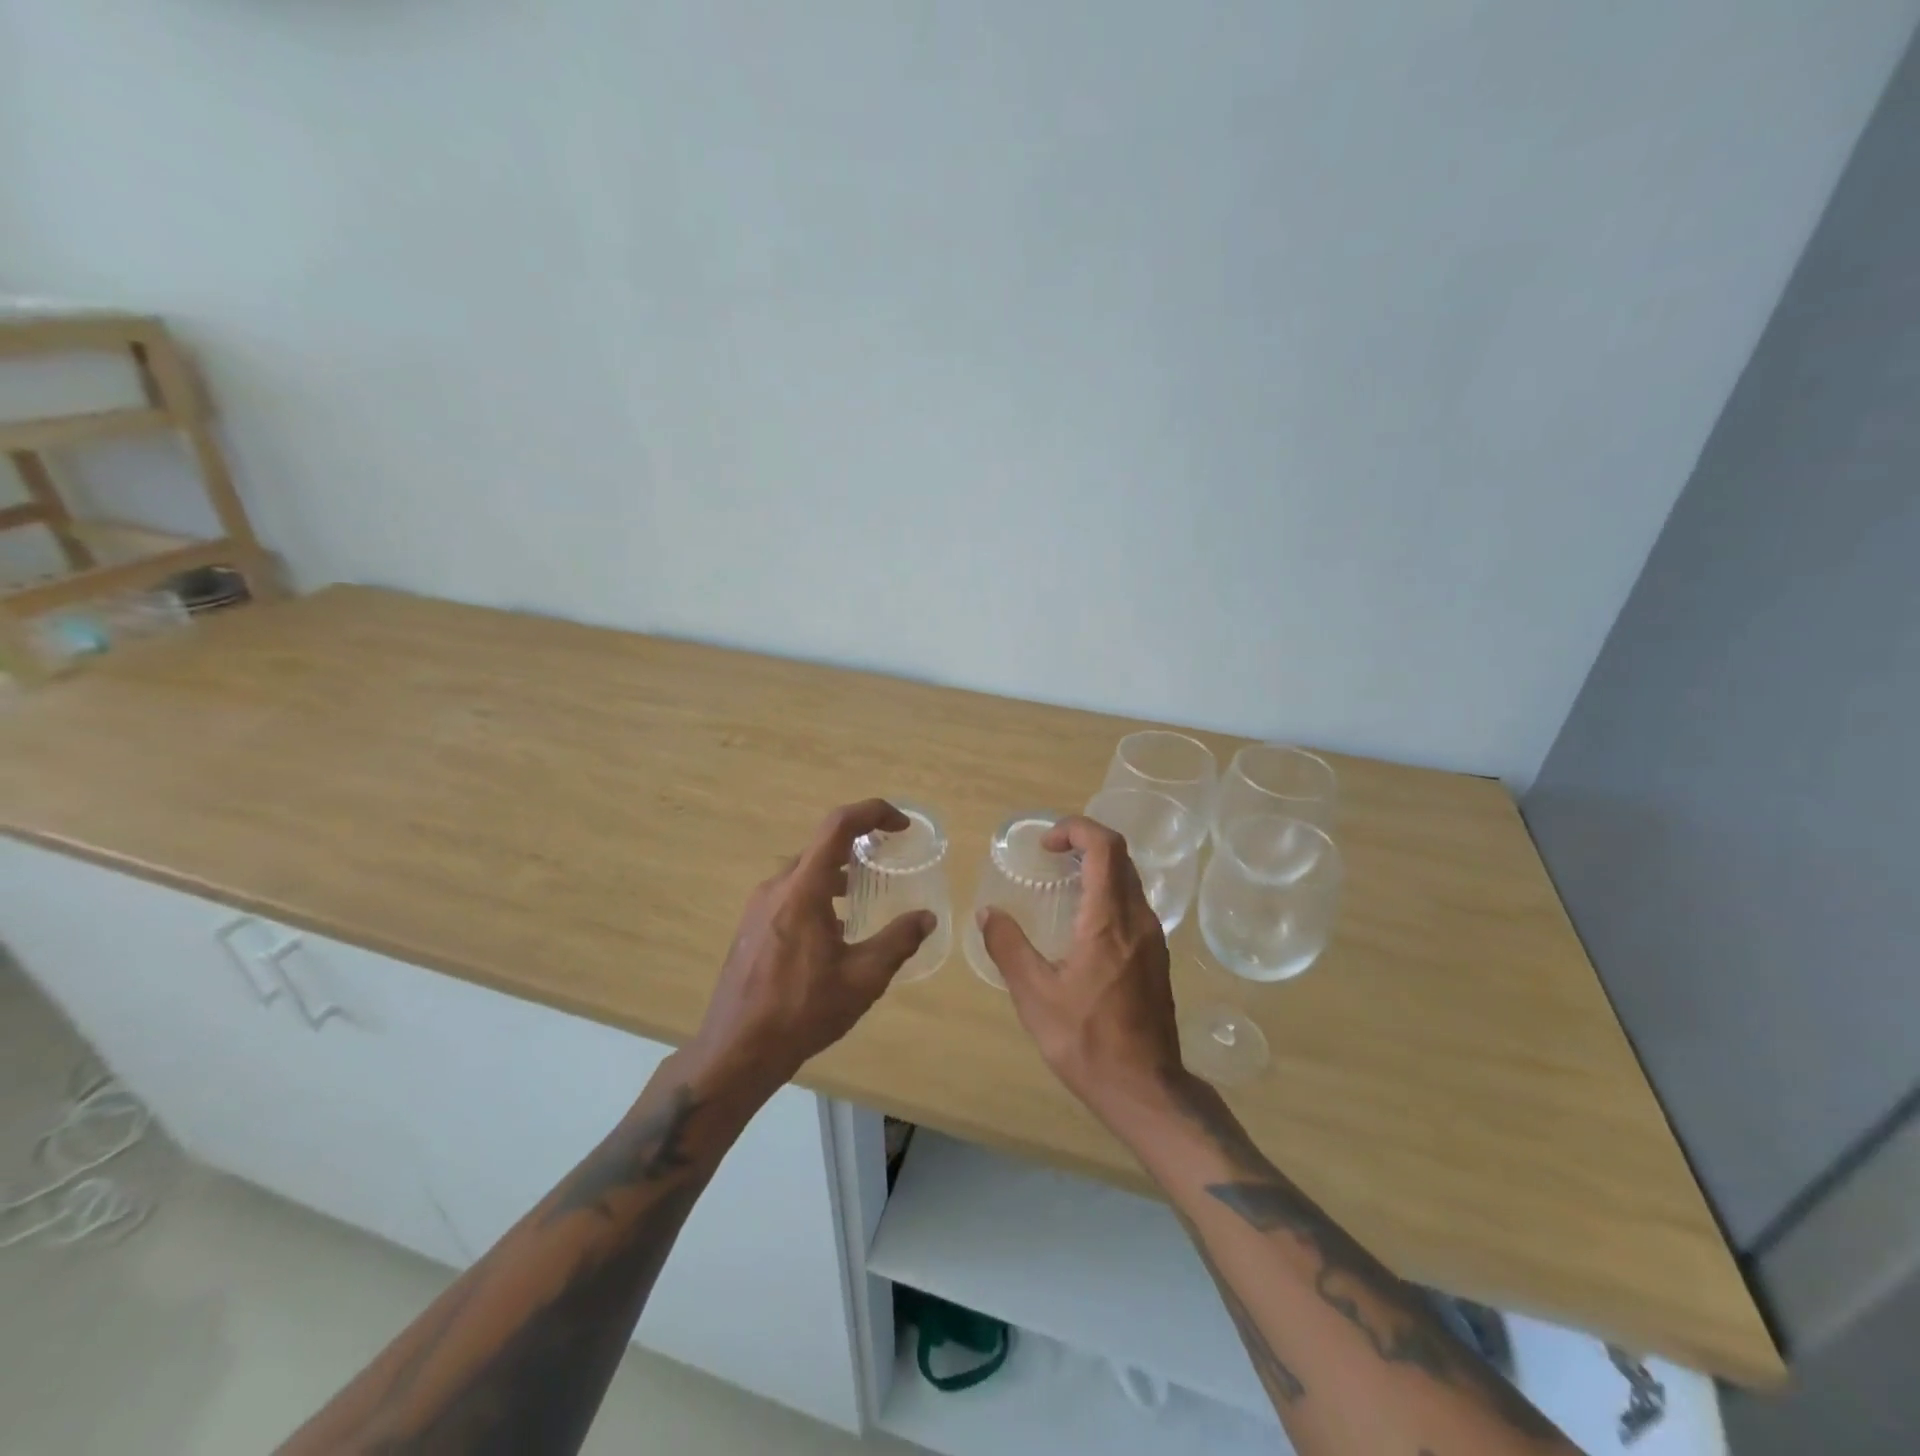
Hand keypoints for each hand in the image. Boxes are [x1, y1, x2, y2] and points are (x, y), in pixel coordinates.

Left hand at [687, 799, 934, 1097]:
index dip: (873, 812)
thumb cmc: (802, 1012)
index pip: (838, 826)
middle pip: (822, 847)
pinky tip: (833, 931)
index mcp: (803, 890)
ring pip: (805, 872)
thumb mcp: (863, 978)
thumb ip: (898, 941)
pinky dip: (818, 894)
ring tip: (864, 898)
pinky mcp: (751, 926)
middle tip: (889, 863)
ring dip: (838, 874)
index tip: (901, 826)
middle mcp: (777, 887)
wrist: (736, 1051)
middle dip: (859, 846)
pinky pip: (790, 893)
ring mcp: (758, 907)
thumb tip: (927, 918)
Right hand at [978, 815, 1184, 1120]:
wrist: (1145, 1088)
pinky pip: (1134, 904)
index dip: (1076, 829)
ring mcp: (1154, 938)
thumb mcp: (1035, 996)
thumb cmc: (1086, 1040)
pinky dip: (1108, 892)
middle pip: (1120, 857)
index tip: (1045, 844)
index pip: (1105, 847)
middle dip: (1085, 842)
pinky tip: (1082, 921)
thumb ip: (1008, 947)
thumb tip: (988, 912)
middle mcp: (1139, 919)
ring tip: (1062, 882)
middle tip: (1050, 855)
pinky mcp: (1157, 957)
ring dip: (1098, 867)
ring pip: (1130, 880)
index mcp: (1109, 920)